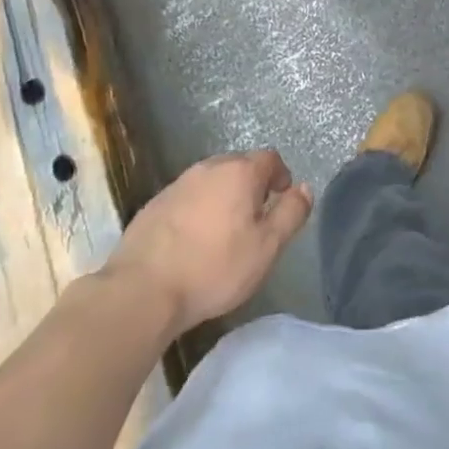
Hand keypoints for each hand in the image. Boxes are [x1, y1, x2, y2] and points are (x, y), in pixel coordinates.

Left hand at [105, 149, 312, 337]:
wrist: (143, 289)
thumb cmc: (214, 268)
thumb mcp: (266, 247)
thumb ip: (291, 214)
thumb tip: (305, 188)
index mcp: (239, 172)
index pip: (270, 158)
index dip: (280, 176)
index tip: (280, 201)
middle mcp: (209, 168)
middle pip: (239, 165)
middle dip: (252, 185)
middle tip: (255, 220)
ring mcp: (178, 183)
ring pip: (212, 180)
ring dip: (223, 197)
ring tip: (224, 232)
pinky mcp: (155, 203)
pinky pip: (188, 197)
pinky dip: (198, 209)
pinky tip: (193, 241)